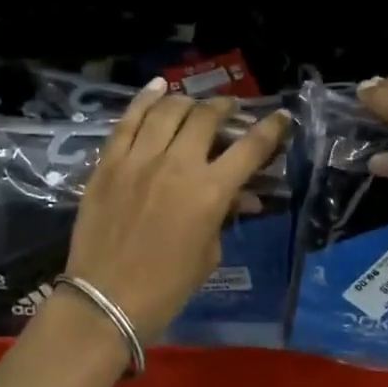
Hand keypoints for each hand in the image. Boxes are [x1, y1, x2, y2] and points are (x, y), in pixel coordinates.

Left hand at [65, 80, 292, 343]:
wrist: (106, 299)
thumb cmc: (167, 287)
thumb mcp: (208, 254)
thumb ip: (223, 216)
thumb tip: (241, 197)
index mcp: (210, 191)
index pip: (250, 147)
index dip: (271, 128)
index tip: (281, 117)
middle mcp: (177, 164)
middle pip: (206, 117)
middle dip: (225, 108)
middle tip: (230, 110)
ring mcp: (138, 159)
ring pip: (168, 111)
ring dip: (187, 101)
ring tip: (194, 103)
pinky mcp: (108, 162)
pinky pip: (128, 121)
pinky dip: (145, 100)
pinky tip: (157, 87)